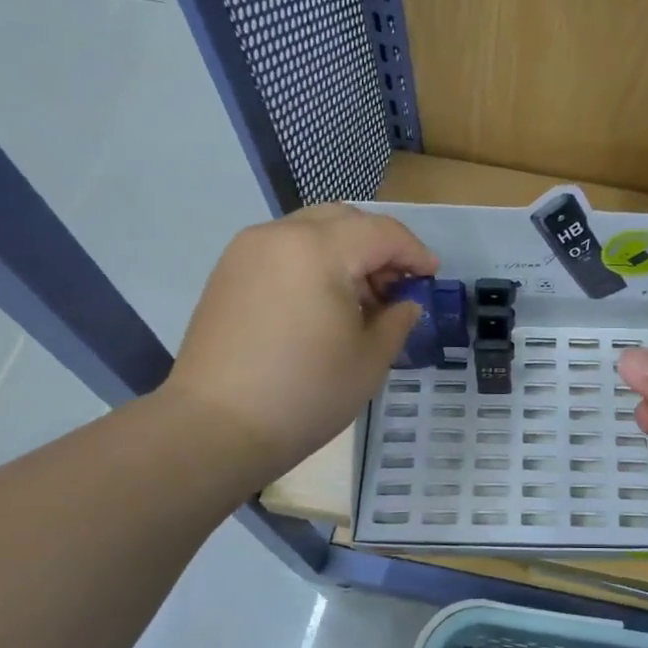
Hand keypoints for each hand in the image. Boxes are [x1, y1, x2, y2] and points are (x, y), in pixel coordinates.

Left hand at [161, 204, 437, 475]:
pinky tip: (322, 304)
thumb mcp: (370, 359)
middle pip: (345, 219)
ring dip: (345, 252)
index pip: (381, 232)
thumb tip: (406, 303)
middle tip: (396, 286)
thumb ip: (397, 319)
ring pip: (311, 230)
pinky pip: (283, 250)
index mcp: (319, 249)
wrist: (215, 428)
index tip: (432, 278)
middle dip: (379, 246)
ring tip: (360, 299)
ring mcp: (247, 251)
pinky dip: (313, 262)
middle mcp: (280, 236)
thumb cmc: (305, 393)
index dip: (414, 252)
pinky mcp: (228, 273)